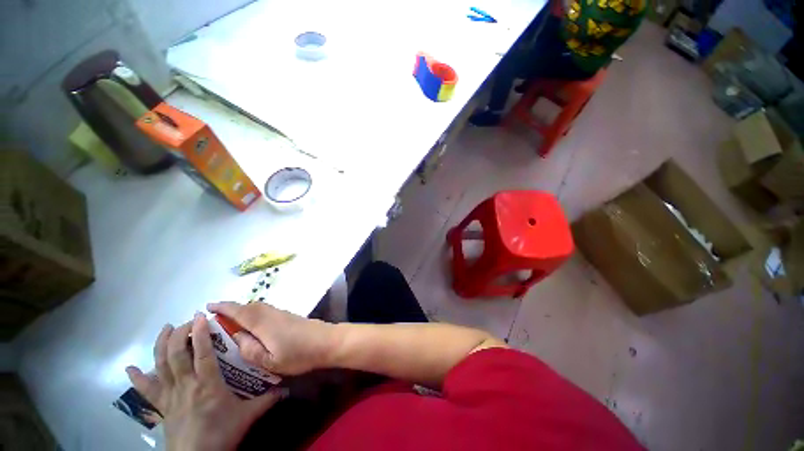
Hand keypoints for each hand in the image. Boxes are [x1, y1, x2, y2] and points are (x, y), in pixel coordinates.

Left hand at [126, 313, 285, 450]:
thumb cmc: (221, 434)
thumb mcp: (247, 416)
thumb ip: (267, 400)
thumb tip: (287, 388)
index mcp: (207, 385)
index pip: (201, 353)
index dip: (199, 333)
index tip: (201, 316)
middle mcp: (185, 385)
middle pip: (176, 355)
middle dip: (179, 334)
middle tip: (188, 321)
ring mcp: (170, 396)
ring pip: (160, 365)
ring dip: (160, 345)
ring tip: (166, 328)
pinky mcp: (161, 407)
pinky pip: (147, 391)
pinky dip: (137, 378)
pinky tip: (130, 368)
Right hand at [207, 302, 336, 375]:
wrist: (326, 341)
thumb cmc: (299, 354)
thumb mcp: (269, 361)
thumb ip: (249, 349)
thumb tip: (237, 336)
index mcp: (263, 323)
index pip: (239, 311)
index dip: (223, 307)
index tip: (208, 306)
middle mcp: (271, 313)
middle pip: (248, 306)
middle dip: (231, 309)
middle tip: (216, 319)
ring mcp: (281, 313)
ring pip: (258, 307)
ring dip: (243, 311)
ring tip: (231, 323)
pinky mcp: (288, 316)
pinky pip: (265, 311)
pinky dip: (254, 314)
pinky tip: (253, 326)